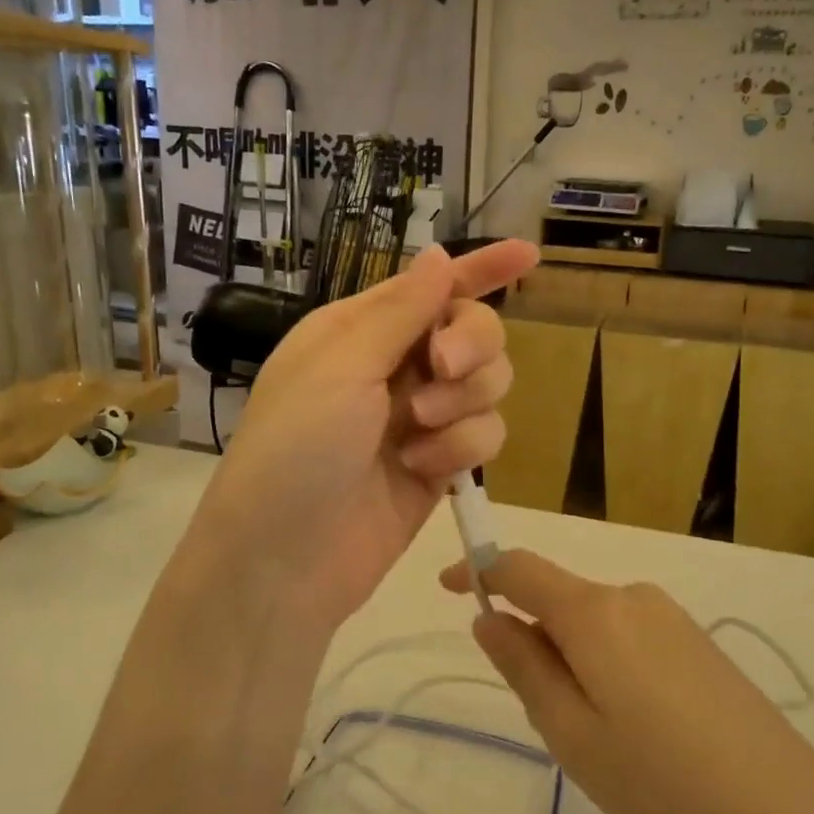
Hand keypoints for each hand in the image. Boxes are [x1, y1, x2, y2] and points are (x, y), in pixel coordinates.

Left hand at [188, 240, 538, 633]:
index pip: (433, 287)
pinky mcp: (441, 465)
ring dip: (462, 403)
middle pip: (475, 331)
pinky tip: (422, 470)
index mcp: (362, 330)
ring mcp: (421, 418)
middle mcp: (395, 367)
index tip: (528, 255)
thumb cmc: (296, 447)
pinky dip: (460, 449)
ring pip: (489, 384)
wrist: (284, 558)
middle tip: (442, 368)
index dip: (482, 269)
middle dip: (471, 346)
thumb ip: (400, 311)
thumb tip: (440, 254)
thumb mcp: (341, 366)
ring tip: (417, 433)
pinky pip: (485, 435)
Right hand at [441, 550, 800, 813]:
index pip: (520, 568)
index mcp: (594, 612)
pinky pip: (629, 638)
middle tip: (548, 723)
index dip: (479, 570)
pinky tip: (641, 734)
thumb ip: (524, 667)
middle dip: (536, 642)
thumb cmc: (662, 781)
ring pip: (595, 624)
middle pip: (559, 600)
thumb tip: (489, 618)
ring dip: (575, 662)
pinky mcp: (697, 642)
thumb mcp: (571, 735)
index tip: (448, 587)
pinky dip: (609, 667)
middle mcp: (632, 597)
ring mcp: (670, 617)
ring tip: (602, 742)